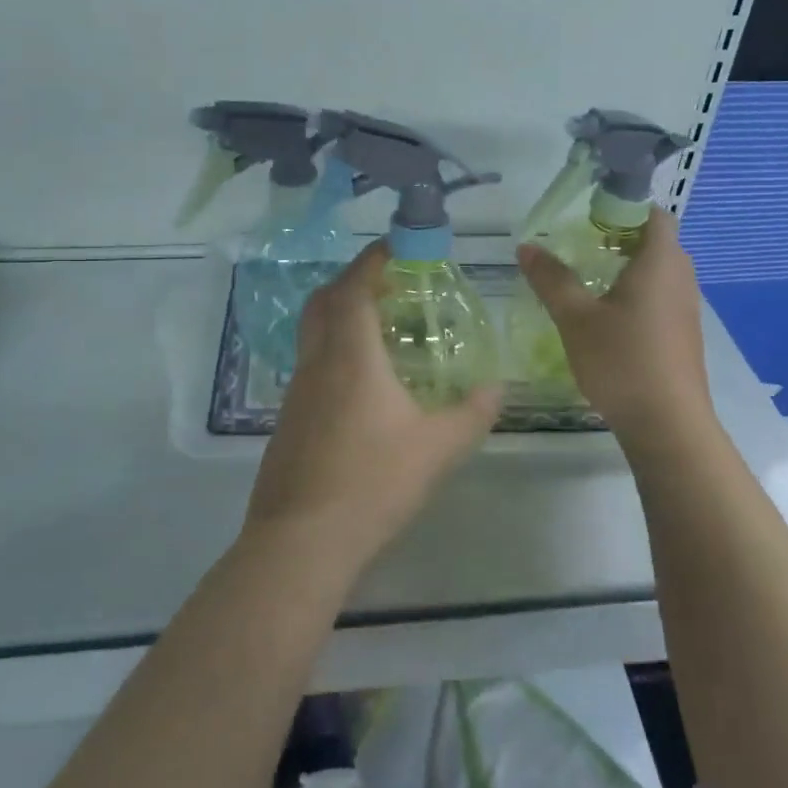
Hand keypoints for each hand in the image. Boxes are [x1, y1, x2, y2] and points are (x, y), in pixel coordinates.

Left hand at [243, 242, 501, 570]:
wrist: (301, 541)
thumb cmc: (372, 483)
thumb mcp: (437, 448)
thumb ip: (472, 414)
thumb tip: (499, 389)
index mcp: (350, 357)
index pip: (354, 289)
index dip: (372, 260)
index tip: (395, 246)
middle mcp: (317, 364)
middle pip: (324, 302)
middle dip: (352, 281)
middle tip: (388, 283)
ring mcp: (296, 392)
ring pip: (313, 334)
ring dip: (341, 317)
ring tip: (381, 329)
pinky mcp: (289, 420)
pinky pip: (311, 365)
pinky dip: (334, 351)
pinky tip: (361, 384)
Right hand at [516, 208, 711, 437]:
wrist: (667, 423)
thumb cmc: (621, 360)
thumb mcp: (575, 318)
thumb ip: (551, 279)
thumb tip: (526, 247)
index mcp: (660, 261)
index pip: (652, 213)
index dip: (622, 208)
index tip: (588, 219)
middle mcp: (681, 277)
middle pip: (655, 241)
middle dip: (618, 238)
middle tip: (580, 249)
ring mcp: (687, 307)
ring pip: (659, 271)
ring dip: (627, 268)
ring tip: (588, 282)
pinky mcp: (684, 334)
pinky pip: (661, 297)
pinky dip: (637, 294)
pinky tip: (609, 319)